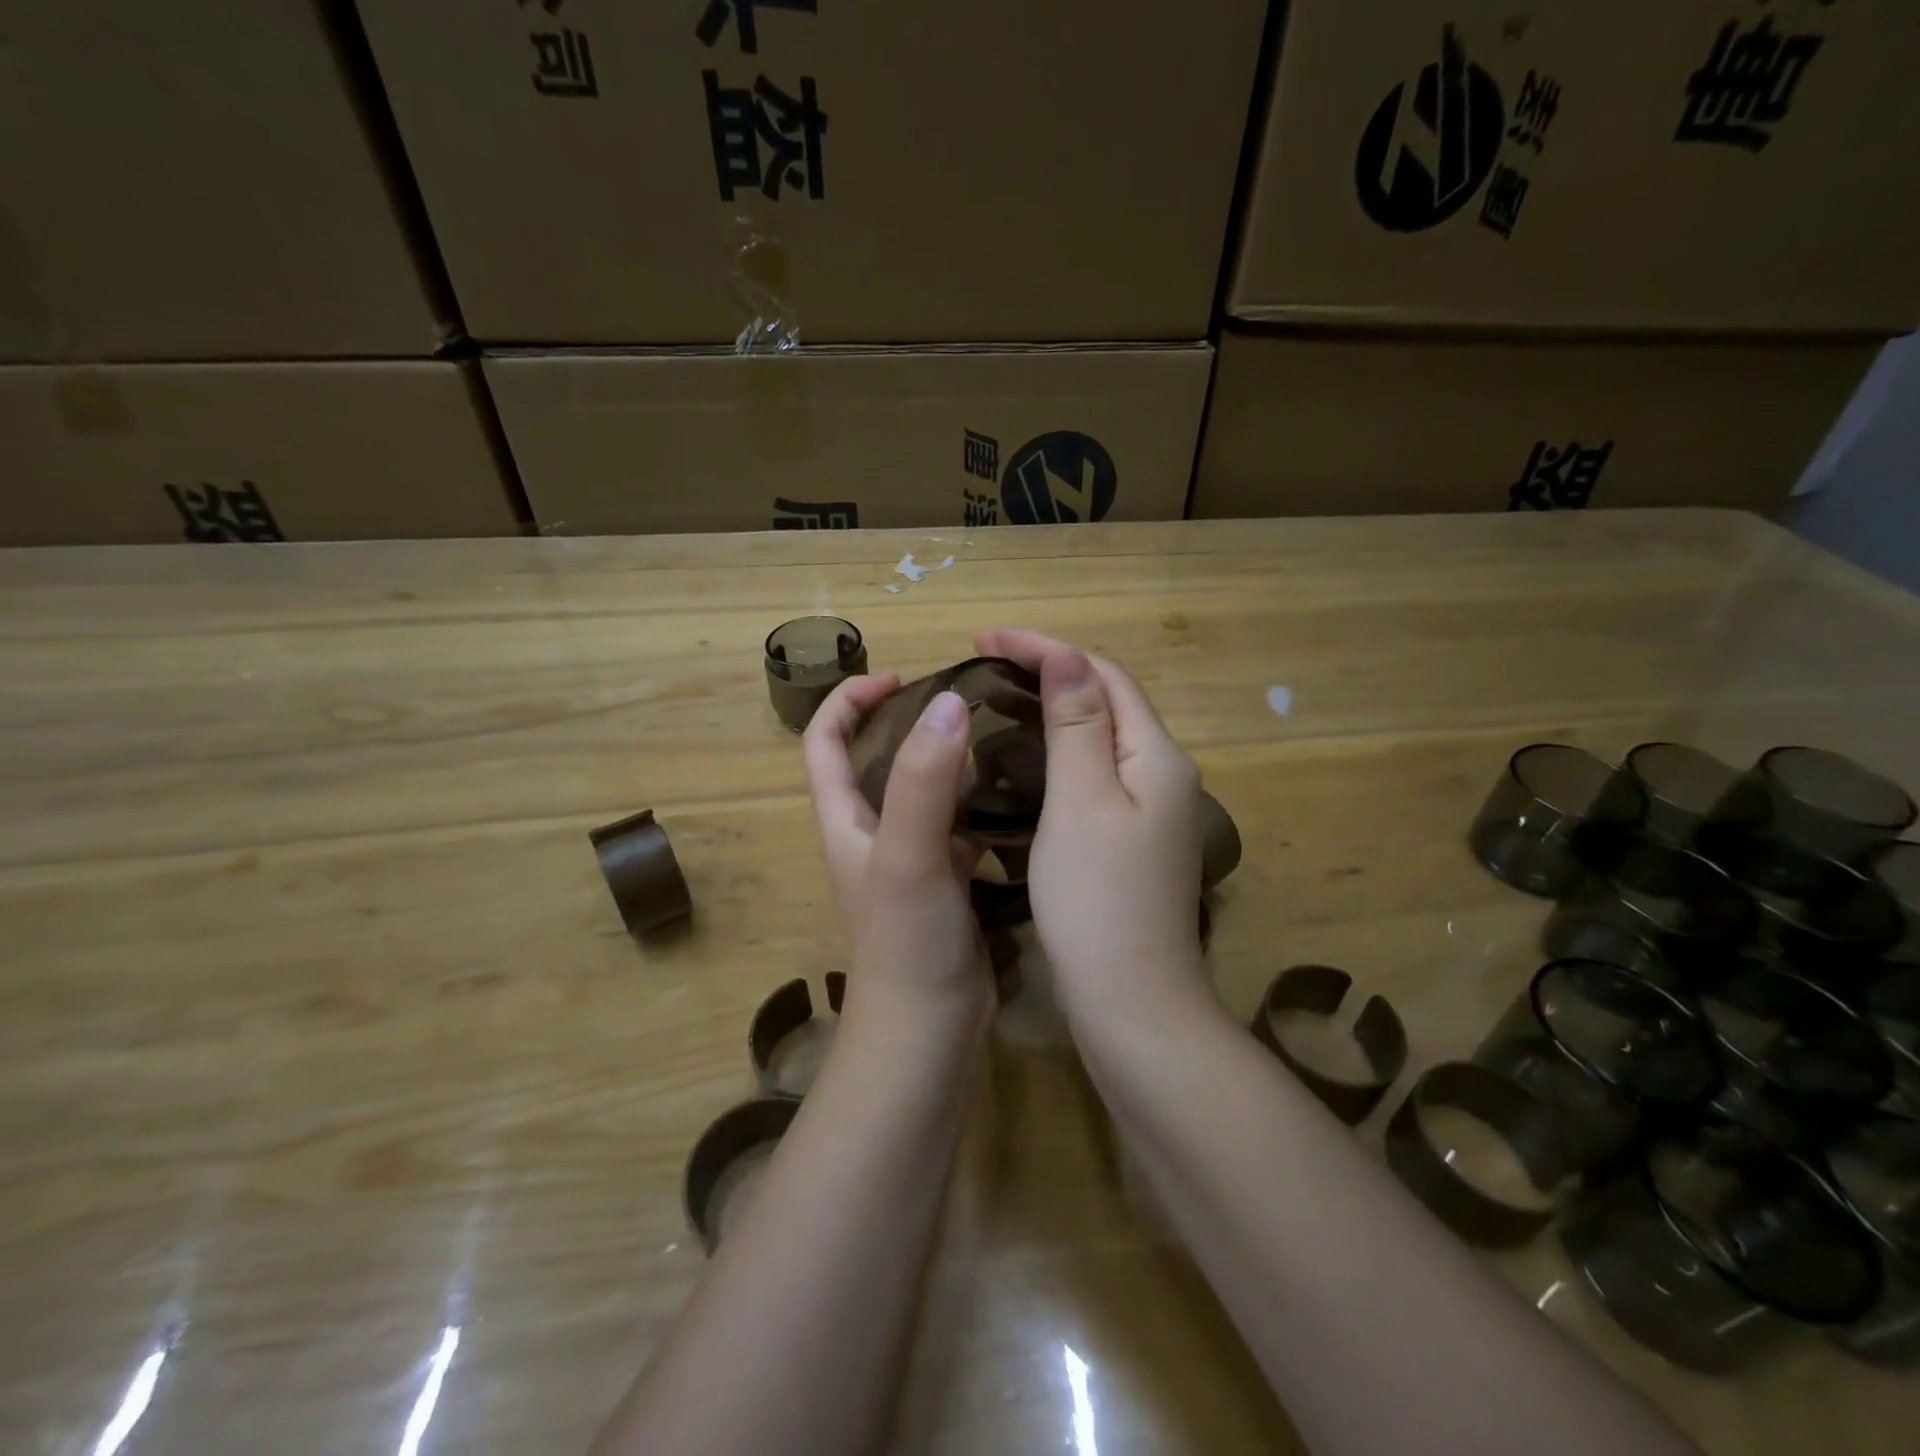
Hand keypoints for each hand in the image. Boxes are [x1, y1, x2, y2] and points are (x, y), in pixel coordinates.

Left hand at [802, 674, 994, 1041]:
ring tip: (1001, 735)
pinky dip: (981, 803)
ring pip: (925, 792)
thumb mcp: (908, 854)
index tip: (899, 675)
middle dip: (911, 722)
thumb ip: (924, 781)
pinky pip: (960, 827)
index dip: (849, 700)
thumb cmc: (906, 943)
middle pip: (877, 760)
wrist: (927, 1034)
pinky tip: (1019, 793)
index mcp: (845, 819)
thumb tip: (948, 703)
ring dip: (952, 761)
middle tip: (967, 702)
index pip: (823, 741)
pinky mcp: (946, 882)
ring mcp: (910, 859)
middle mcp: (872, 833)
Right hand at [974, 629, 1208, 1023]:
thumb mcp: (1082, 801)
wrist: (1133, 1004)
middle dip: (1048, 671)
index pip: (1102, 675)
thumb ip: (1078, 724)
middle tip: (984, 663)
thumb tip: (1067, 655)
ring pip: (1098, 738)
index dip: (1046, 648)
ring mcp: (1149, 811)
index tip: (983, 638)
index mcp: (1155, 755)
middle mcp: (1162, 774)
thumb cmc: (1098, 900)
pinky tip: (1022, 761)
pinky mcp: (1131, 841)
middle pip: (1105, 700)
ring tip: (997, 699)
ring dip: (1051, 709)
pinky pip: (1093, 774)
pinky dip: (1057, 753)